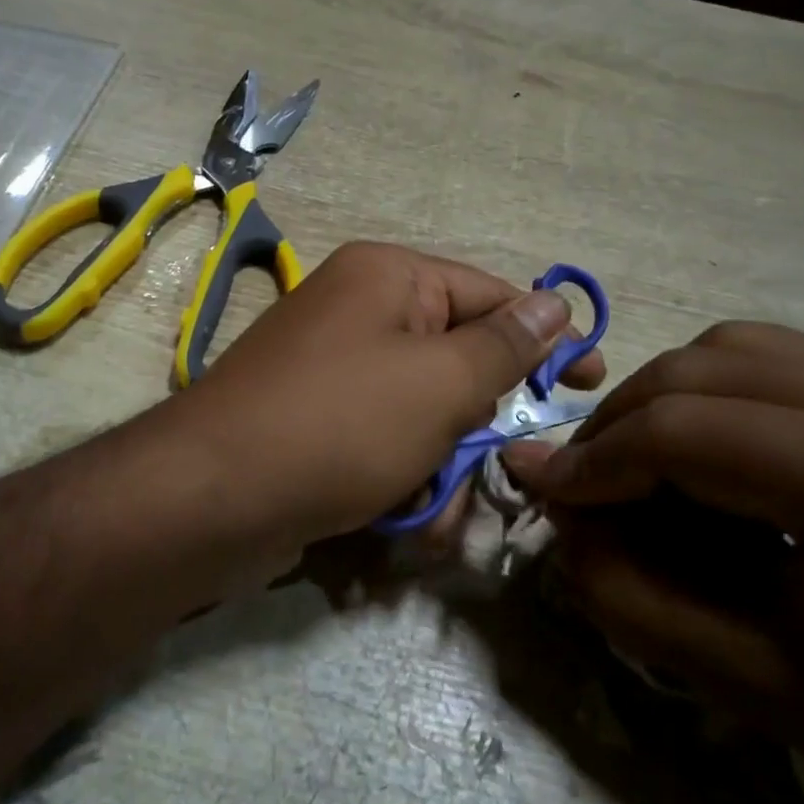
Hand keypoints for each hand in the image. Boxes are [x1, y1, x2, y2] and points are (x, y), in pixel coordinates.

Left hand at [172, 242, 603, 554]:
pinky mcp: (314, 426)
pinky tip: (395, 525)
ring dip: (438, 473)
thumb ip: (505, 345)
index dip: (546, 339)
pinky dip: (398, 485)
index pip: (491, 295)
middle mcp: (357, 314)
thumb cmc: (341, 425)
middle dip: (475, 430)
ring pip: (423, 418)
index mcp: (387, 278)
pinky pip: (381, 446)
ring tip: (425, 515)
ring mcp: (331, 373)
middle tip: (489, 473)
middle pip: (455, 364)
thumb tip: (555, 301)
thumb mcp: (441, 383)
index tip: (591, 382)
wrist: (213, 499)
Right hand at [502, 320, 803, 803]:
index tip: (538, 493)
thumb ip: (625, 590)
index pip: (682, 430)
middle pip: (700, 368)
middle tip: (581, 488)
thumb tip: (555, 509)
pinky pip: (776, 362)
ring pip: (732, 348)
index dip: (592, 462)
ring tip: (634, 466)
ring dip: (661, 401)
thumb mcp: (745, 682)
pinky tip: (706, 455)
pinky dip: (712, 395)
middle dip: (616, 425)